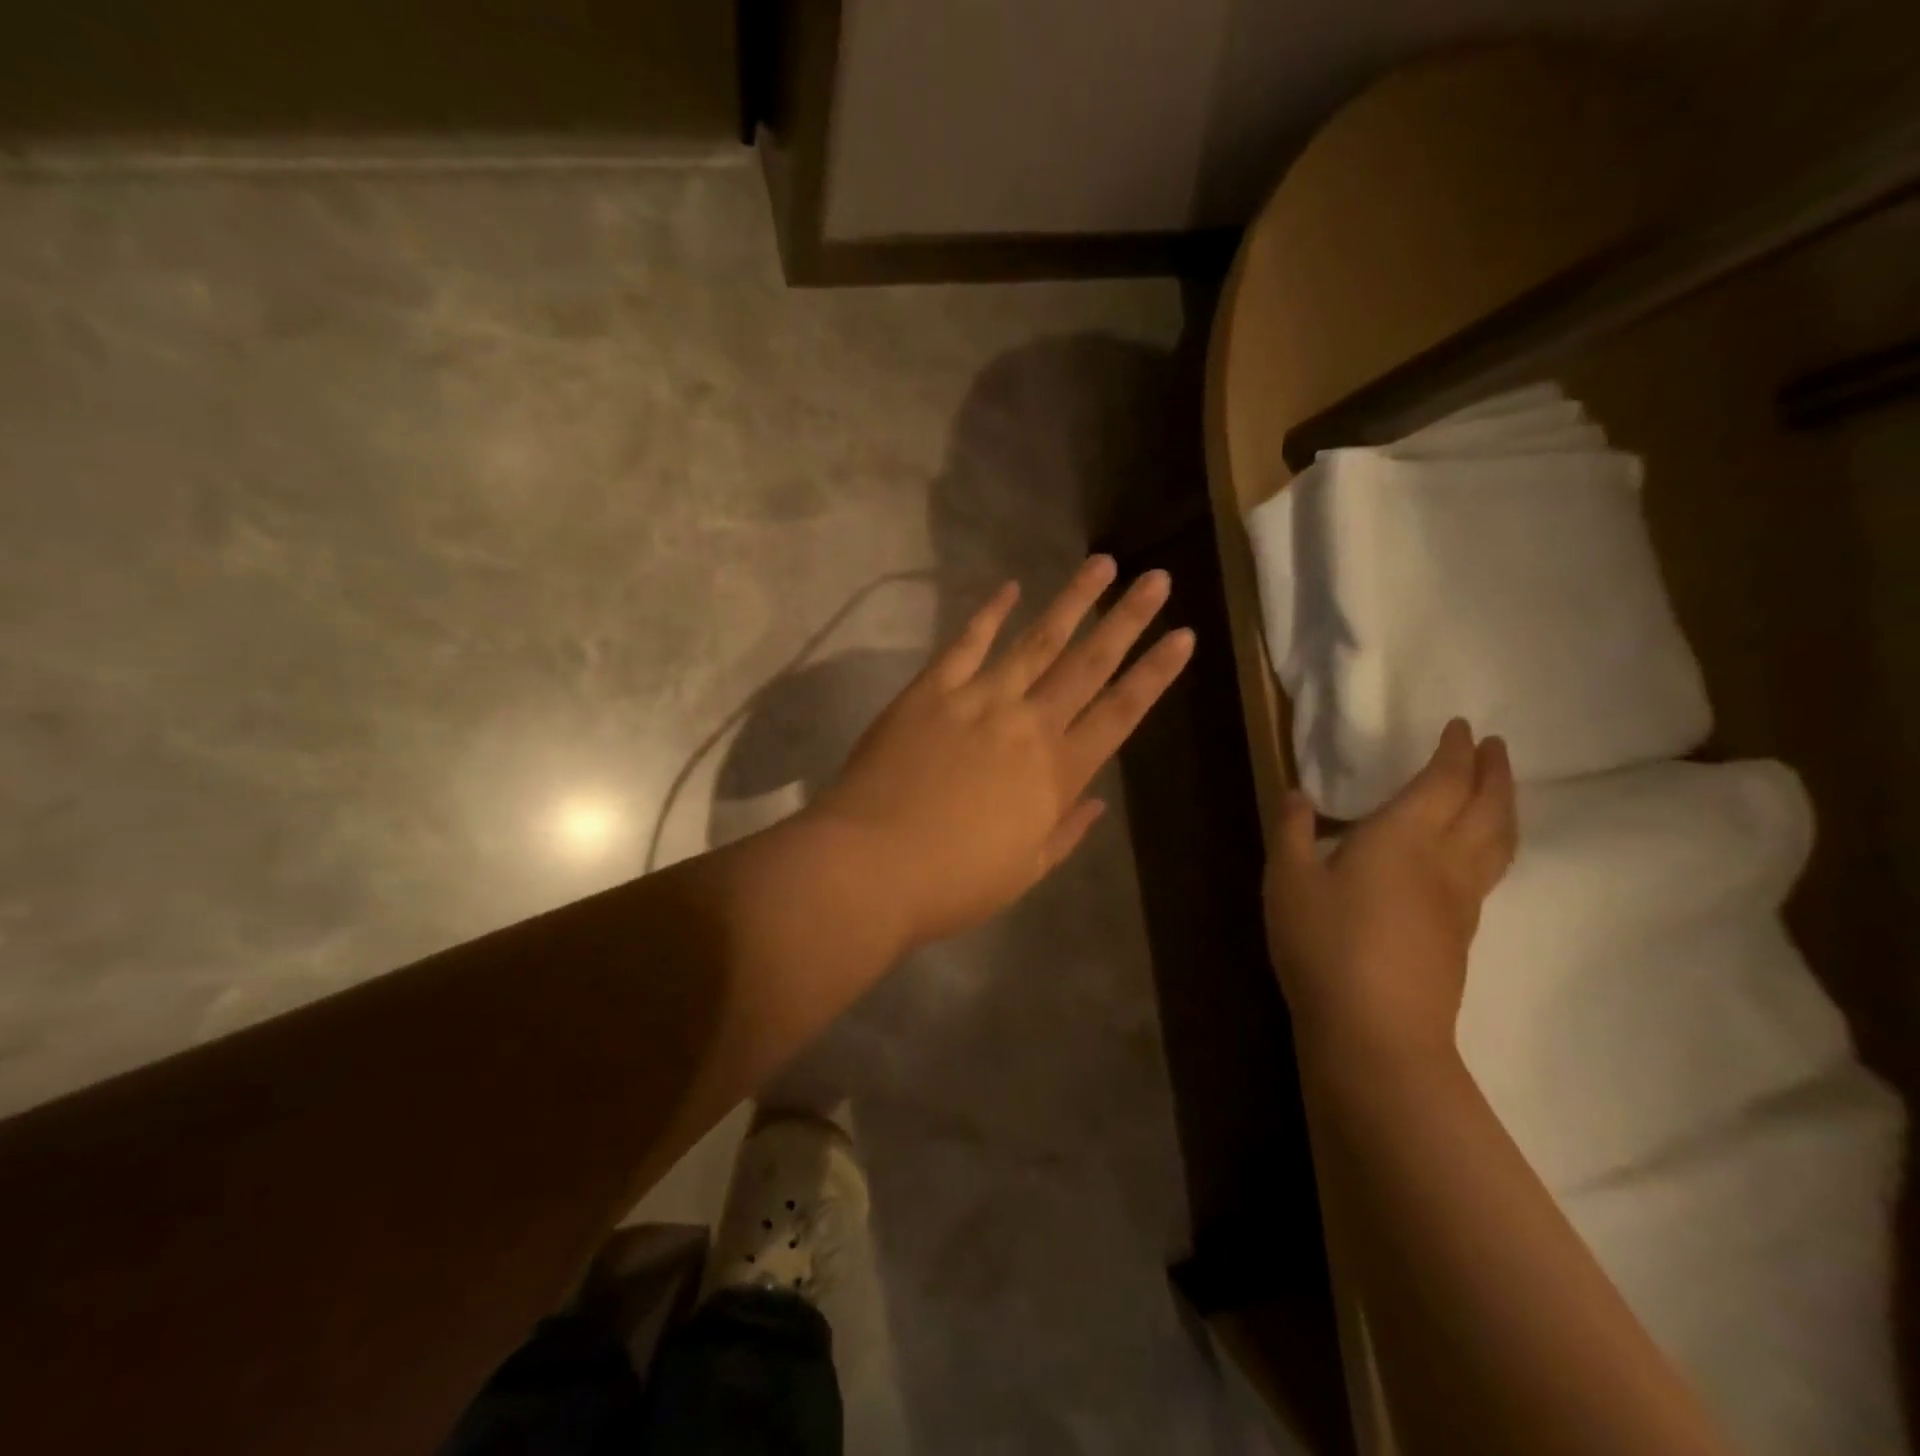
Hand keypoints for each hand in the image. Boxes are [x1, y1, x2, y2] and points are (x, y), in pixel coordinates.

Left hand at [811, 556, 1193, 946]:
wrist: (870, 867)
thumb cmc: (953, 884)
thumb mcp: (1024, 872)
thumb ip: (1064, 831)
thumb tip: (1095, 801)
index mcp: (1057, 773)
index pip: (1121, 712)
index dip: (1155, 673)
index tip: (1184, 636)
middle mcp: (1027, 725)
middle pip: (1088, 663)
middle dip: (1127, 619)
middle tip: (1156, 579)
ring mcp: (978, 700)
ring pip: (1036, 640)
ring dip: (1072, 601)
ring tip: (1102, 564)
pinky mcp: (931, 691)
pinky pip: (966, 643)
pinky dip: (990, 614)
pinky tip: (1011, 587)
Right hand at [1264, 719, 1516, 1064]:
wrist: (1375, 1030)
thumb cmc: (1324, 943)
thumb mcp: (1288, 880)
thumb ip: (1293, 832)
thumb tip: (1298, 794)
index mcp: (1403, 836)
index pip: (1442, 781)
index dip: (1453, 751)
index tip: (1460, 726)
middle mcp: (1444, 860)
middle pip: (1486, 806)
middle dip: (1492, 771)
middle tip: (1494, 745)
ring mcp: (1461, 901)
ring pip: (1499, 841)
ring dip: (1504, 806)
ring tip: (1500, 789)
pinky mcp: (1462, 934)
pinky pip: (1490, 870)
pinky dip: (1493, 842)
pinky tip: (1473, 852)